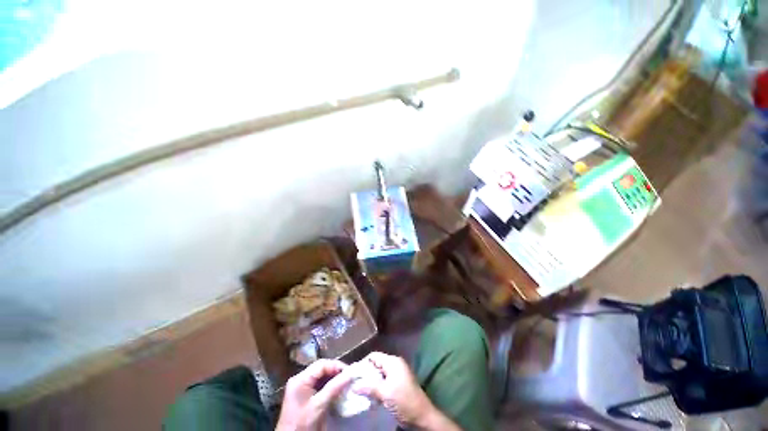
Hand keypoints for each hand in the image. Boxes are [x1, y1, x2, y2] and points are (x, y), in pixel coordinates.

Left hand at [276, 359, 352, 430]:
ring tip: (346, 382)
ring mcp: (301, 387)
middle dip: (336, 371)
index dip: (336, 366)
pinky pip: (319, 385)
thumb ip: (334, 387)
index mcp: (300, 379)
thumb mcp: (319, 405)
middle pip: (321, 369)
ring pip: (321, 376)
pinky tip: (337, 390)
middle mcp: (300, 379)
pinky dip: (329, 386)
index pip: (322, 364)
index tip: (350, 372)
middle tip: (349, 377)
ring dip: (334, 379)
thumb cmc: (302, 424)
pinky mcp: (304, 395)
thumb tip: (350, 373)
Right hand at [354, 352, 454, 429]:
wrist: (422, 416)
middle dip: (366, 374)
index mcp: (393, 362)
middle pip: (376, 364)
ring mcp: (398, 374)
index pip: (374, 356)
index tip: (353, 375)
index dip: (363, 363)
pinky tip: (371, 395)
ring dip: (371, 382)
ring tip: (360, 391)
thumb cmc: (404, 401)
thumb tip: (353, 385)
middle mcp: (395, 364)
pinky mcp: (399, 383)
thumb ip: (369, 387)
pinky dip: (377, 387)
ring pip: (380, 374)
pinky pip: (384, 381)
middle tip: (355, 384)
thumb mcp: (385, 394)